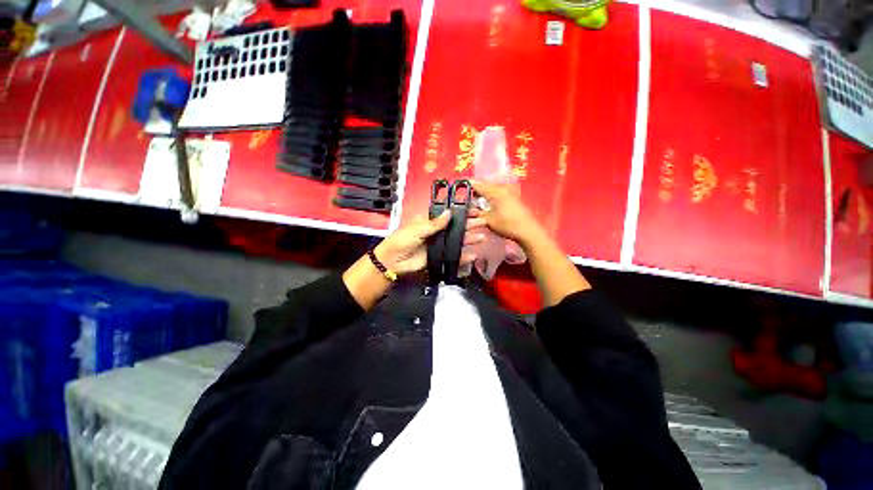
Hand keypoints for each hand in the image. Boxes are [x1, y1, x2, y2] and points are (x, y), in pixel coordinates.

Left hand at [374, 210, 486, 274]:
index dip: (461, 213)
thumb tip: (450, 212)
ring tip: (482, 236)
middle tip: (483, 222)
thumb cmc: (403, 240)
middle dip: (469, 225)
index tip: (474, 210)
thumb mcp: (418, 228)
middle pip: (456, 227)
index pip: (449, 215)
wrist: (393, 261)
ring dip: (469, 239)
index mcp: (430, 221)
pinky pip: (453, 256)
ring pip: (457, 241)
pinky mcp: (440, 257)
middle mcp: (437, 232)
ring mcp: (439, 245)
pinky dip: (463, 256)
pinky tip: (474, 254)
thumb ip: (435, 223)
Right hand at [470, 181, 544, 246]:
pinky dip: (489, 196)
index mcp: (495, 191)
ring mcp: (509, 191)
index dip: (466, 186)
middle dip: (474, 190)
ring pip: (491, 189)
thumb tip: (467, 211)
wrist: (528, 231)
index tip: (457, 188)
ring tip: (473, 201)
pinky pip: (497, 193)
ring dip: (482, 193)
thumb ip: (476, 214)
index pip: (477, 184)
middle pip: (484, 185)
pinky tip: (485, 203)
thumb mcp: (488, 220)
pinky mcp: (513, 197)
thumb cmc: (507, 225)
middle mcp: (502, 187)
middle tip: (464, 197)